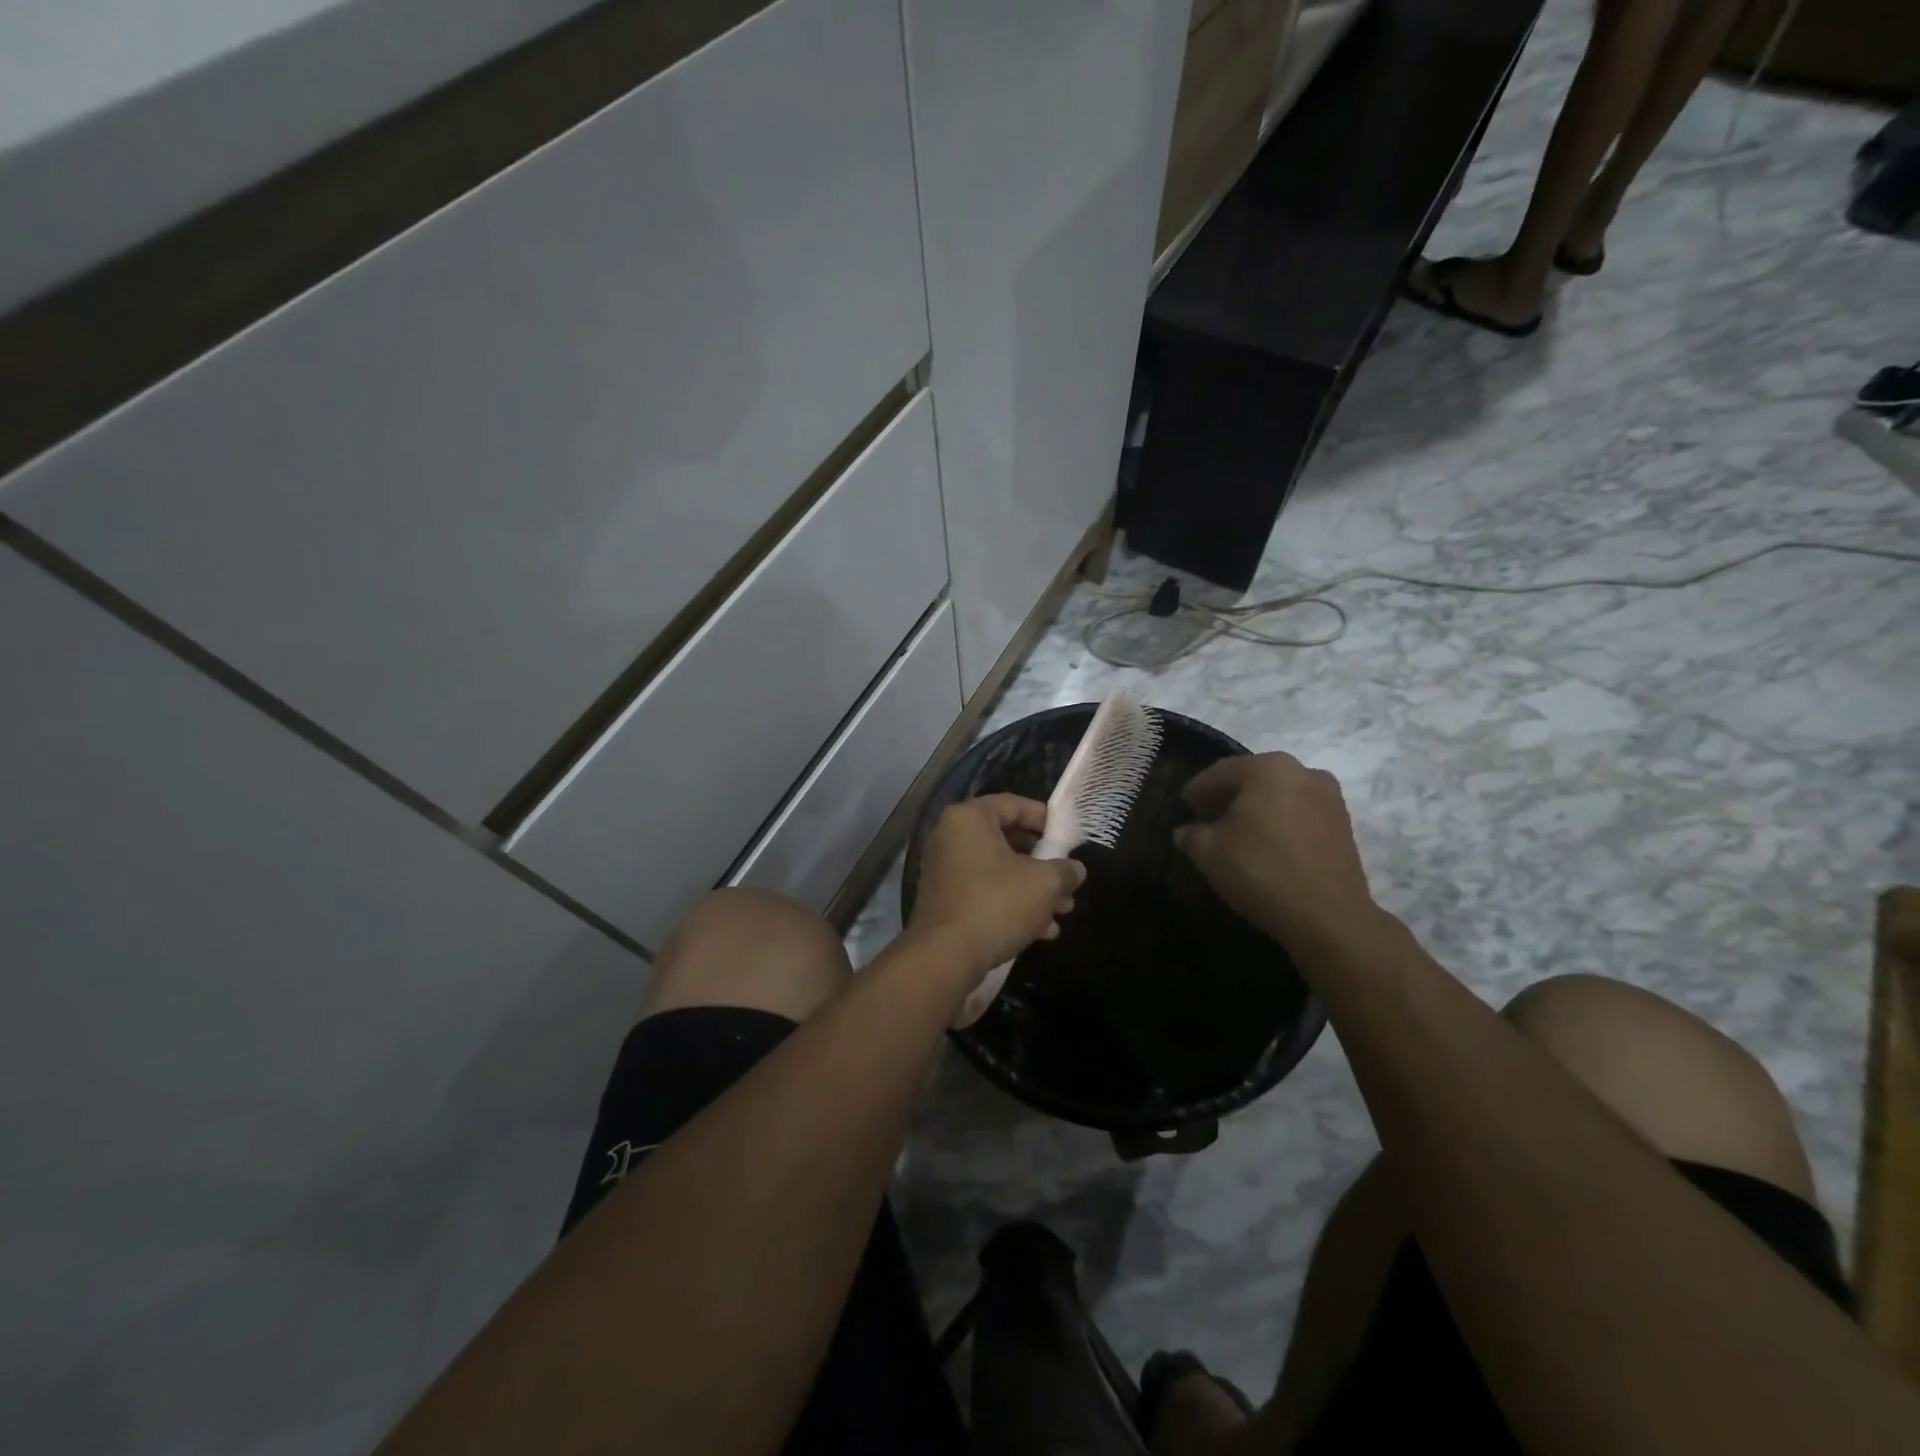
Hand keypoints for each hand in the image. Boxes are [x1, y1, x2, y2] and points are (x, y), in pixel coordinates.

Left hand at [906, 795, 1085, 986]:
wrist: (945, 956)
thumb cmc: (996, 904)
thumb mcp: (1044, 883)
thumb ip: (1065, 870)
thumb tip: (1075, 870)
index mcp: (969, 819)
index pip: (1013, 804)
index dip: (1045, 818)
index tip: (1067, 837)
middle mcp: (950, 837)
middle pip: (1006, 840)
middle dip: (1043, 863)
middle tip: (1068, 880)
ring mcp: (944, 870)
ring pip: (998, 871)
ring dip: (1032, 889)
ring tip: (1062, 910)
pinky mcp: (944, 901)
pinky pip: (984, 892)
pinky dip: (1011, 904)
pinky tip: (1041, 930)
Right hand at [1173, 753, 1380, 953]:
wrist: (1328, 917)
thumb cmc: (1261, 871)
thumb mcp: (1208, 852)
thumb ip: (1191, 834)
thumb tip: (1187, 832)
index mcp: (1268, 767)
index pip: (1220, 772)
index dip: (1197, 790)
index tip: (1184, 807)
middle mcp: (1303, 772)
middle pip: (1253, 779)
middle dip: (1228, 797)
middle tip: (1207, 819)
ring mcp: (1330, 797)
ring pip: (1279, 795)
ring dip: (1256, 809)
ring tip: (1238, 835)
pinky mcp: (1344, 824)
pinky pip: (1300, 813)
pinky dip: (1280, 822)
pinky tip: (1267, 845)